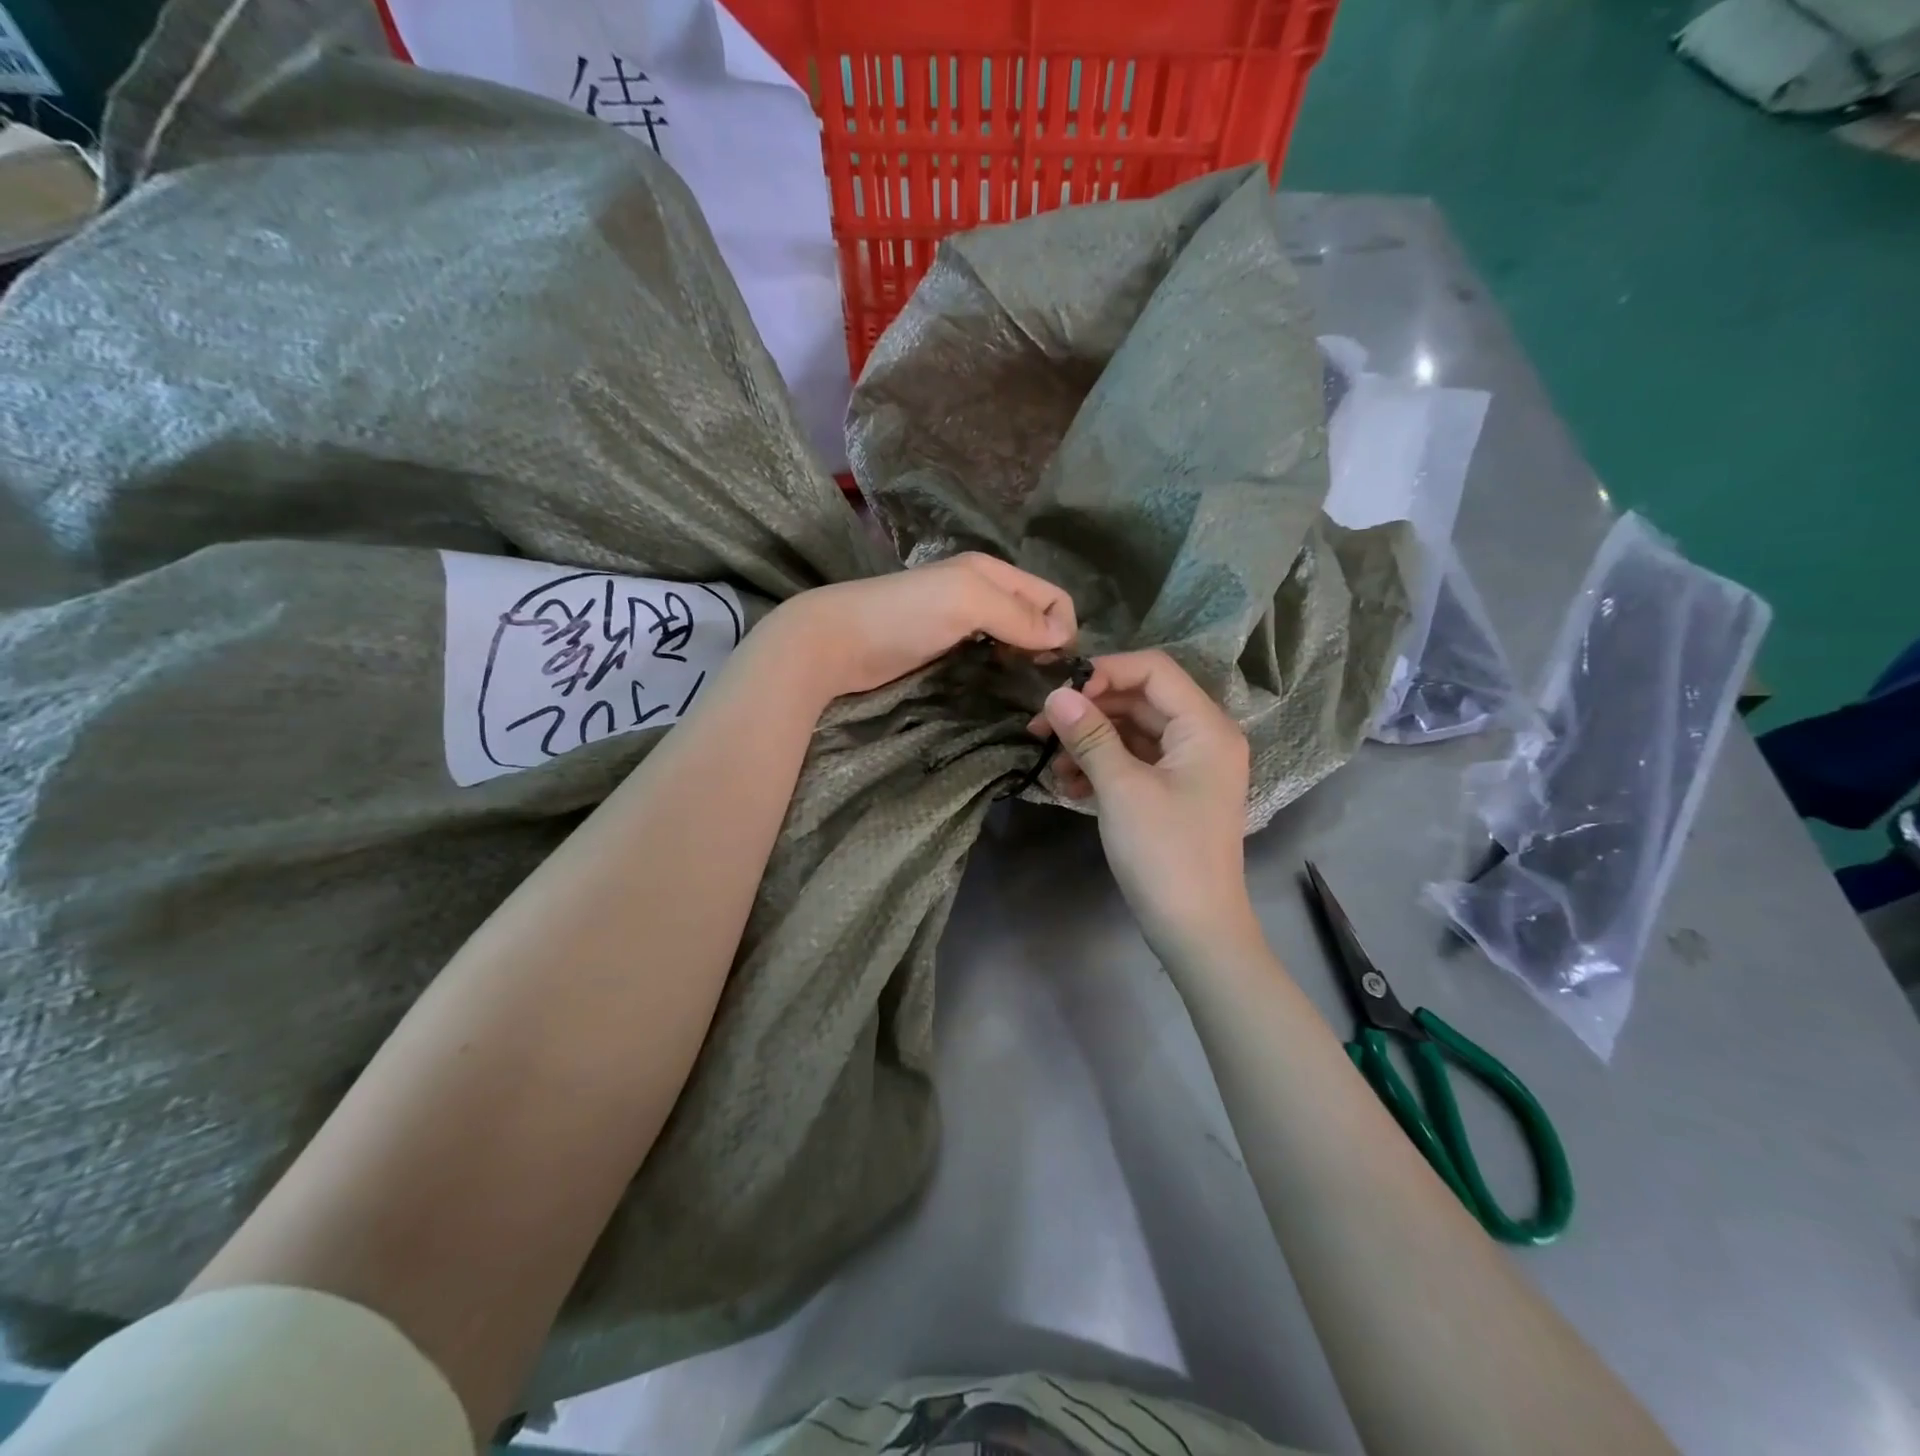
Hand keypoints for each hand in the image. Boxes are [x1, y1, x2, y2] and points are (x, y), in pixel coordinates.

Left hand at [771, 553, 1076, 702]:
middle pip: (1035, 618)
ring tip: (1023, 691)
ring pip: (1013, 639)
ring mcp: (960, 622)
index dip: (1064, 629)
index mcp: (992, 573)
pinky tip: (996, 686)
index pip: (1053, 597)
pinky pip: (988, 656)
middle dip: (1047, 647)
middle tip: (1042, 687)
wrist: (834, 642)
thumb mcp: (966, 602)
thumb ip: (1017, 615)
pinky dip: (1000, 669)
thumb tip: (1064, 636)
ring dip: (1024, 661)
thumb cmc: (902, 616)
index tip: (1056, 668)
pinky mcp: (943, 649)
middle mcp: (982, 593)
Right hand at [1031, 650, 1259, 962]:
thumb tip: (1055, 694)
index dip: (1104, 672)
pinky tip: (1070, 786)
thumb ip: (1089, 736)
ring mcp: (1188, 766)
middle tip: (1040, 727)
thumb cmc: (1164, 853)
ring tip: (1052, 765)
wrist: (1195, 929)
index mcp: (1205, 727)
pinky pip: (1134, 761)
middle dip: (1089, 710)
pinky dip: (1101, 767)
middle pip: (1140, 700)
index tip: (1059, 693)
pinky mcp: (1172, 791)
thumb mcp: (1122, 789)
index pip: (1154, 670)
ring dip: (1090, 741)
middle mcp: (1203, 737)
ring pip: (1132, 732)